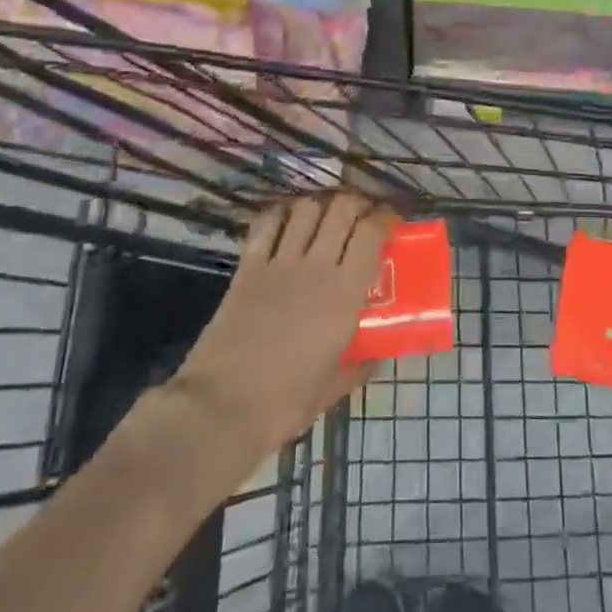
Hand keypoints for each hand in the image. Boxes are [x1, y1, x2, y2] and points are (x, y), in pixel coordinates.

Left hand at [166, 192, 395, 460]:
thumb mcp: (333, 388)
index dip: (384, 218)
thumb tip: (377, 356)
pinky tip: (287, 220)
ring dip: (321, 205)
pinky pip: (267, 223)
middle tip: (362, 215)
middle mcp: (316, 267)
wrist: (221, 408)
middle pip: (342, 208)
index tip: (391, 221)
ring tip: (326, 216)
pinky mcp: (247, 268)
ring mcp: (279, 263)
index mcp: (344, 295)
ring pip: (306, 208)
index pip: (371, 233)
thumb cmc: (284, 403)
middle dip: (357, 203)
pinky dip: (281, 213)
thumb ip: (359, 366)